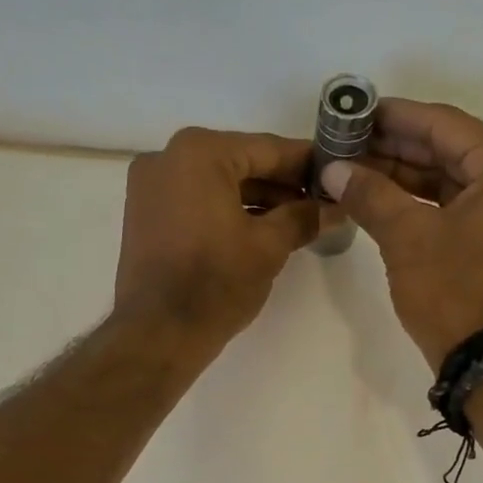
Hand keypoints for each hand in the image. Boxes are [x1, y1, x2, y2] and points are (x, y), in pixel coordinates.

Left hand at [115, 127, 333, 352]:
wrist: (157, 334)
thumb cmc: (215, 283)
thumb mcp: (269, 247)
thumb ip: (304, 217)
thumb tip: (334, 207)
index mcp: (198, 152)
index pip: (267, 148)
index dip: (307, 163)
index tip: (337, 172)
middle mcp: (167, 158)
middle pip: (240, 163)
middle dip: (282, 184)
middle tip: (322, 202)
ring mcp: (150, 187)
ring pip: (217, 183)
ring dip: (257, 200)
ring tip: (298, 221)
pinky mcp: (144, 215)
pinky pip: (196, 201)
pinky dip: (227, 211)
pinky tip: (261, 229)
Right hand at [320, 100, 482, 370]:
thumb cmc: (456, 293)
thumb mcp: (407, 238)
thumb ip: (370, 194)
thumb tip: (333, 169)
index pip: (444, 125)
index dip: (394, 117)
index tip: (355, 112)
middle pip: (453, 152)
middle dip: (398, 150)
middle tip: (349, 145)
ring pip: (459, 182)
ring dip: (410, 178)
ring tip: (360, 172)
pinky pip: (469, 208)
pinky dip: (431, 205)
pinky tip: (389, 200)